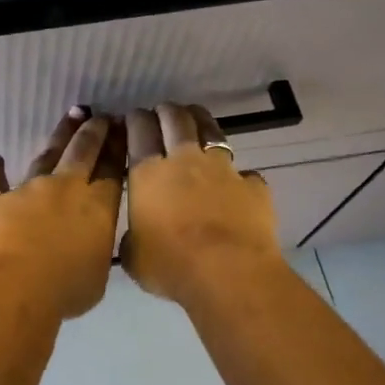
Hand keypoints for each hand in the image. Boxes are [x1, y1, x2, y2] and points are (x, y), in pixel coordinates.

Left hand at [0, 107, 126, 319]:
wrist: (12, 287)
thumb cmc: (64, 289)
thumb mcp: (98, 275)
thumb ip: (97, 250)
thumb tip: (92, 241)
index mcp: (97, 206)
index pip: (113, 169)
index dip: (119, 146)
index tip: (123, 127)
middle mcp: (65, 188)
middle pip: (83, 151)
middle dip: (95, 131)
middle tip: (102, 116)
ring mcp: (28, 189)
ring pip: (47, 154)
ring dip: (60, 134)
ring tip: (71, 116)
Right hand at [122, 103, 283, 307]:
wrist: (229, 273)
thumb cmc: (171, 265)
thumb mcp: (134, 257)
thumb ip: (133, 239)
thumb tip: (136, 237)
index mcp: (148, 174)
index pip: (139, 132)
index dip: (134, 120)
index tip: (131, 117)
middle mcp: (184, 161)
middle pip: (175, 121)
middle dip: (166, 111)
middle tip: (161, 111)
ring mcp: (222, 170)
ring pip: (210, 131)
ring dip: (200, 121)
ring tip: (194, 117)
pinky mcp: (253, 185)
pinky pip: (244, 173)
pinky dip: (237, 175)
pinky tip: (236, 182)